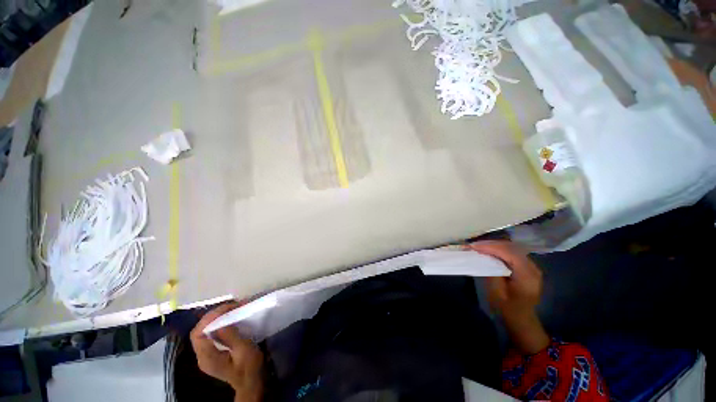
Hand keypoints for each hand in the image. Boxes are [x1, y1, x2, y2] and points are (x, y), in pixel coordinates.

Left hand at [190, 303, 264, 401]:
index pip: (198, 334)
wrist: (251, 382)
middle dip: (213, 316)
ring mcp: (207, 355)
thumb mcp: (243, 350)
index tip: (226, 308)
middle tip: (231, 306)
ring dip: (216, 318)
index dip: (209, 319)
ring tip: (232, 309)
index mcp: (207, 358)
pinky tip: (229, 319)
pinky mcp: (213, 353)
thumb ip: (231, 336)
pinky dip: (219, 324)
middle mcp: (202, 356)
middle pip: (199, 331)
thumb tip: (221, 322)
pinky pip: (210, 335)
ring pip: (204, 332)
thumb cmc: (249, 367)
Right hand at [466, 240, 549, 353]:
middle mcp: (533, 268)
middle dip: (492, 244)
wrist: (522, 319)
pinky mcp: (527, 267)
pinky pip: (513, 253)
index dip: (492, 247)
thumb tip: (483, 257)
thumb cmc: (508, 308)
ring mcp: (532, 266)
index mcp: (528, 276)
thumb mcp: (497, 293)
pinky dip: (500, 250)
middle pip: (512, 248)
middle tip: (474, 245)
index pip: (510, 253)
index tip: (474, 246)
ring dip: (495, 245)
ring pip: (512, 248)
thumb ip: (492, 273)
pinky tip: (489, 251)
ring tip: (479, 246)